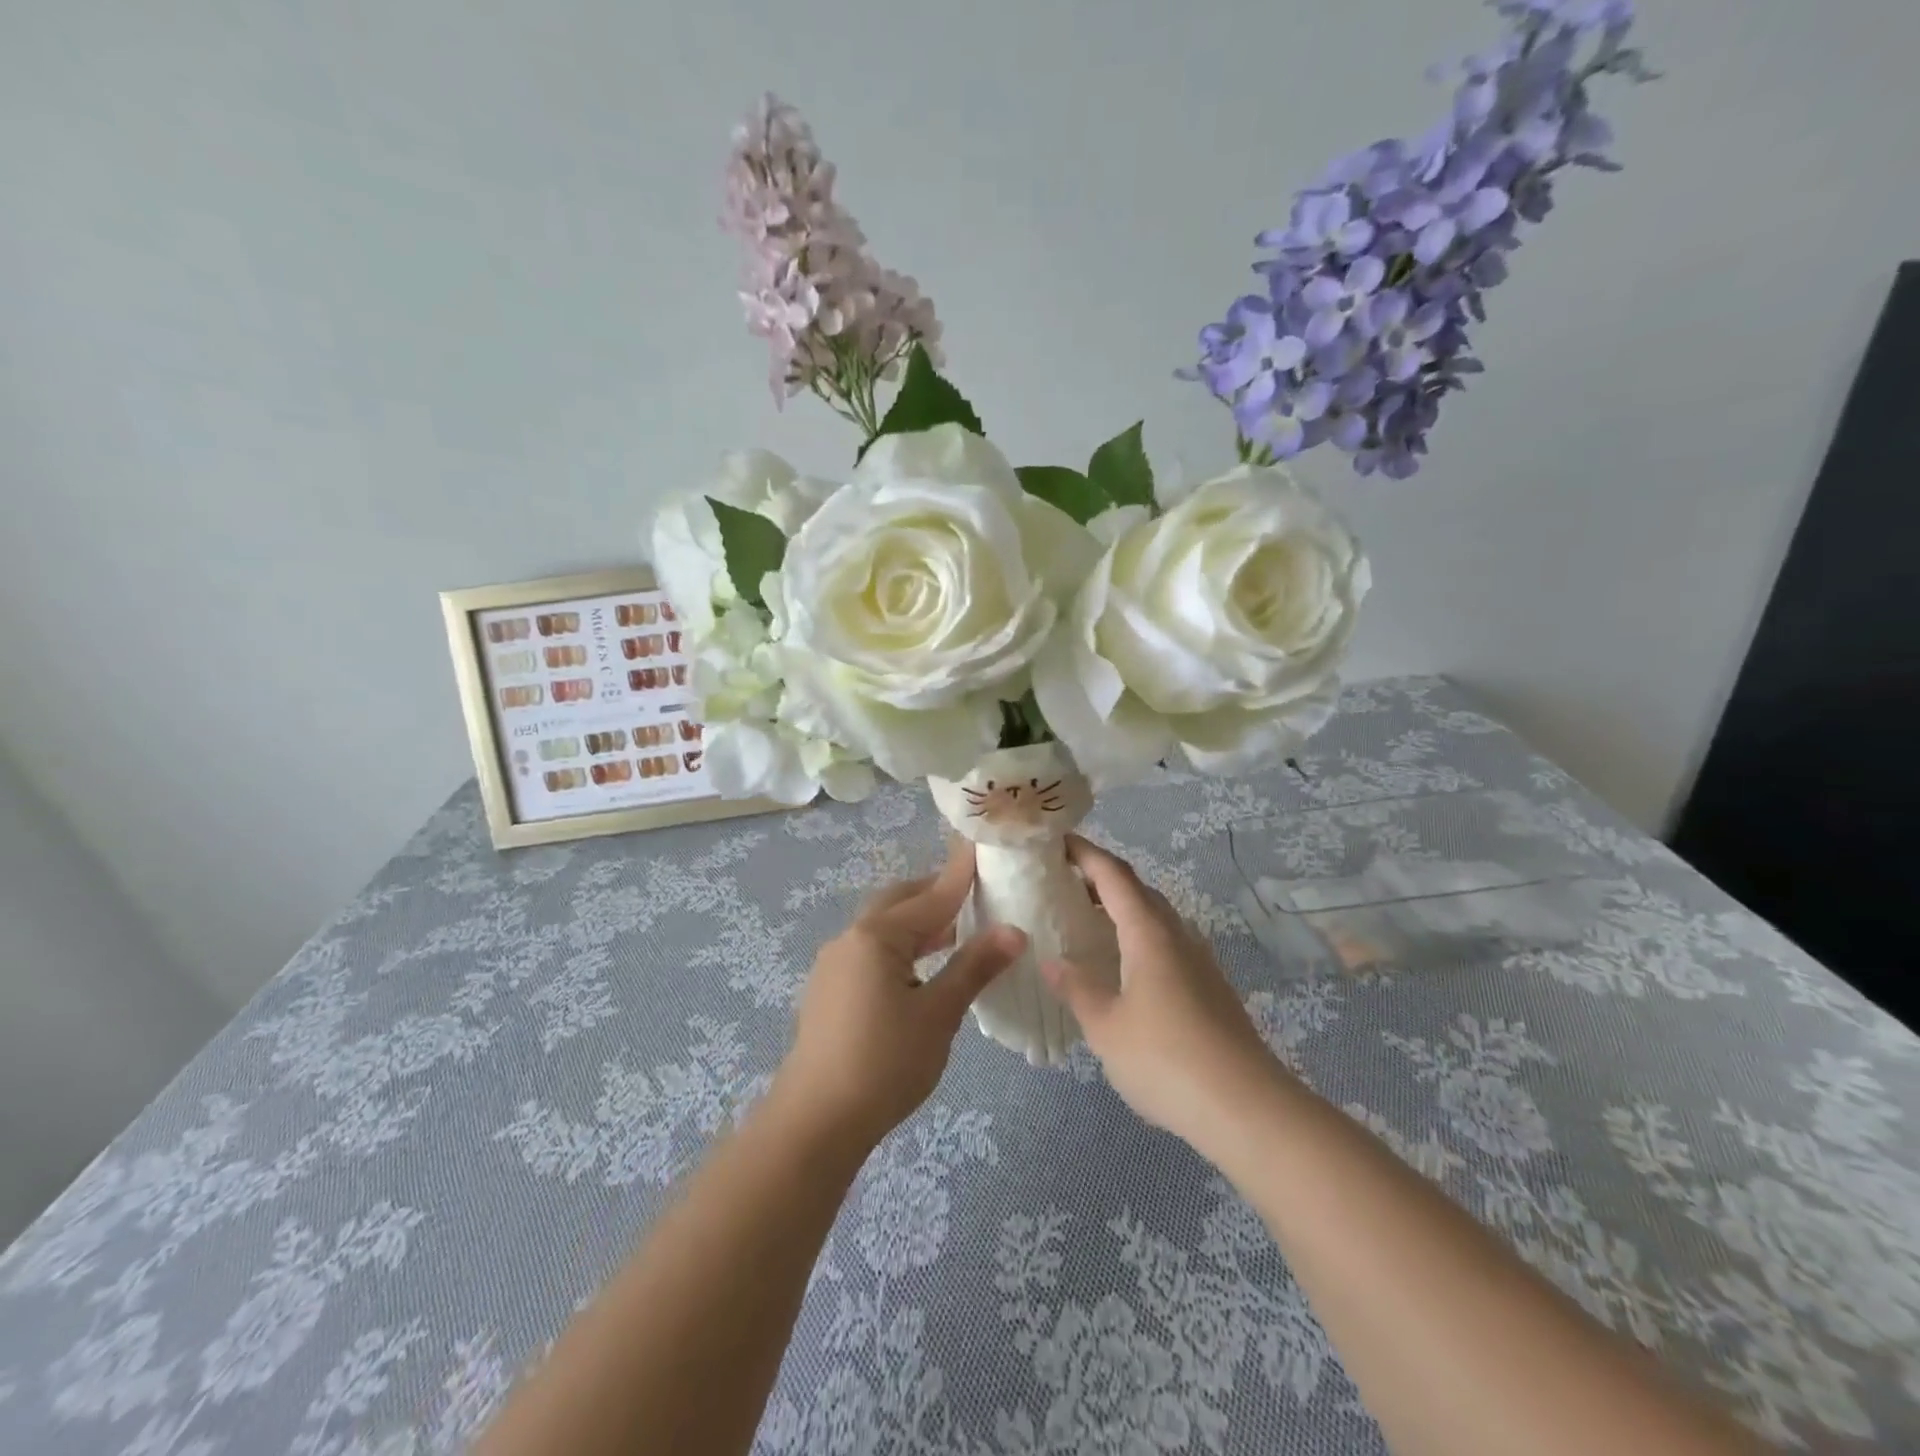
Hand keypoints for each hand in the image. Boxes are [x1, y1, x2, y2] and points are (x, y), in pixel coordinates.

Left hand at [775, 840, 1024, 1152]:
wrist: (815, 1121)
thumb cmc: (884, 1063)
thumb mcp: (938, 1014)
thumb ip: (974, 967)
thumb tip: (1014, 931)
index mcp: (877, 936)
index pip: (931, 895)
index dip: (961, 874)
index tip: (983, 845)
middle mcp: (851, 938)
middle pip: (901, 902)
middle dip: (937, 893)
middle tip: (977, 891)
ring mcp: (835, 963)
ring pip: (885, 927)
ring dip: (920, 923)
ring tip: (958, 928)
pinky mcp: (830, 988)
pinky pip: (873, 950)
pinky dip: (903, 946)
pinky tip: (923, 966)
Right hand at [1040, 835, 1280, 1149]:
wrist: (1246, 1108)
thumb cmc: (1165, 1060)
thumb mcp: (1106, 1027)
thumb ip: (1077, 989)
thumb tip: (1052, 961)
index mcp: (1149, 933)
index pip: (1114, 875)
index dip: (1086, 853)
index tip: (1057, 841)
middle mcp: (1178, 936)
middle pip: (1138, 890)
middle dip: (1102, 879)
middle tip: (1064, 883)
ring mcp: (1199, 961)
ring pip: (1157, 917)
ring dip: (1123, 909)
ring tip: (1088, 921)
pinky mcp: (1211, 987)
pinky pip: (1168, 943)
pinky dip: (1139, 937)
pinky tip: (1124, 966)